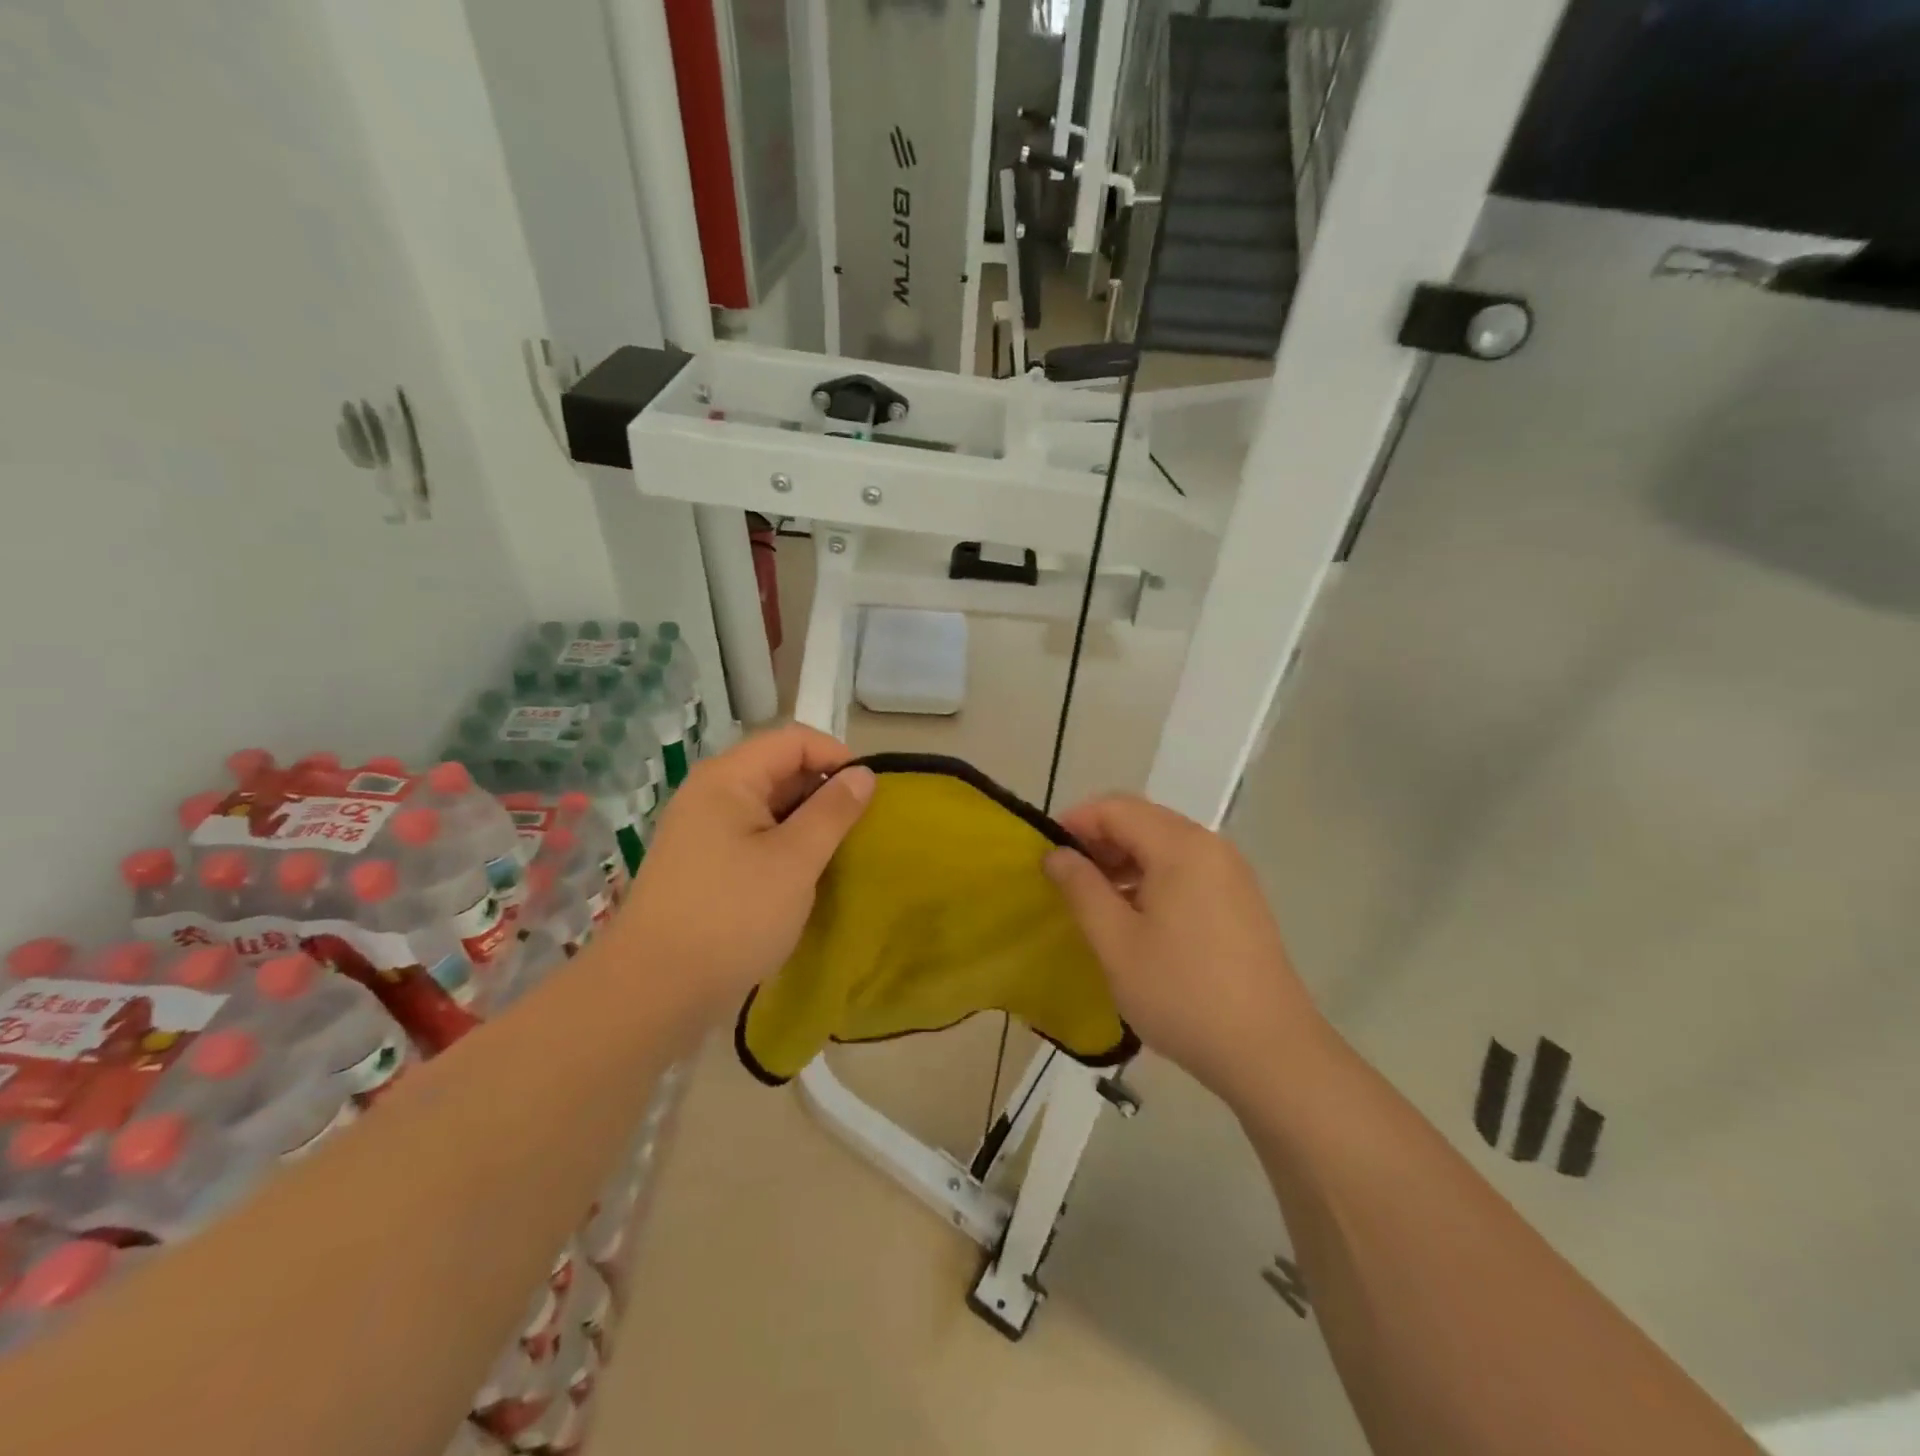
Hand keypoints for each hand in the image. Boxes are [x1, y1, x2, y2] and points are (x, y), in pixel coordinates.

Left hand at [610, 726, 873, 1040]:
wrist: (653, 992)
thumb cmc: (732, 917)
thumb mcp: (795, 861)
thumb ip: (833, 812)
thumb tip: (864, 774)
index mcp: (728, 778)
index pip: (794, 740)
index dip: (837, 756)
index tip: (871, 794)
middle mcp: (710, 793)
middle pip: (779, 768)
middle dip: (824, 790)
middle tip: (860, 828)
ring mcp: (703, 830)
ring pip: (769, 806)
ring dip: (807, 822)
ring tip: (840, 853)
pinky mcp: (703, 864)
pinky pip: (754, 836)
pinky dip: (785, 845)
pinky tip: (805, 875)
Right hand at [1044, 795, 1325, 1110]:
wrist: (1269, 1052)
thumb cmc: (1182, 993)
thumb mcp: (1116, 943)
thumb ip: (1081, 889)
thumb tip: (1057, 854)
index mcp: (1181, 847)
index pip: (1116, 808)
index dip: (1075, 822)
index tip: (1045, 853)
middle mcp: (1210, 846)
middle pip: (1143, 820)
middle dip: (1099, 840)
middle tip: (1065, 878)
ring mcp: (1231, 872)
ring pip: (1165, 845)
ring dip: (1124, 860)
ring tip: (1094, 899)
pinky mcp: (1240, 899)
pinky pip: (1186, 868)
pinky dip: (1152, 877)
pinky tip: (1135, 916)